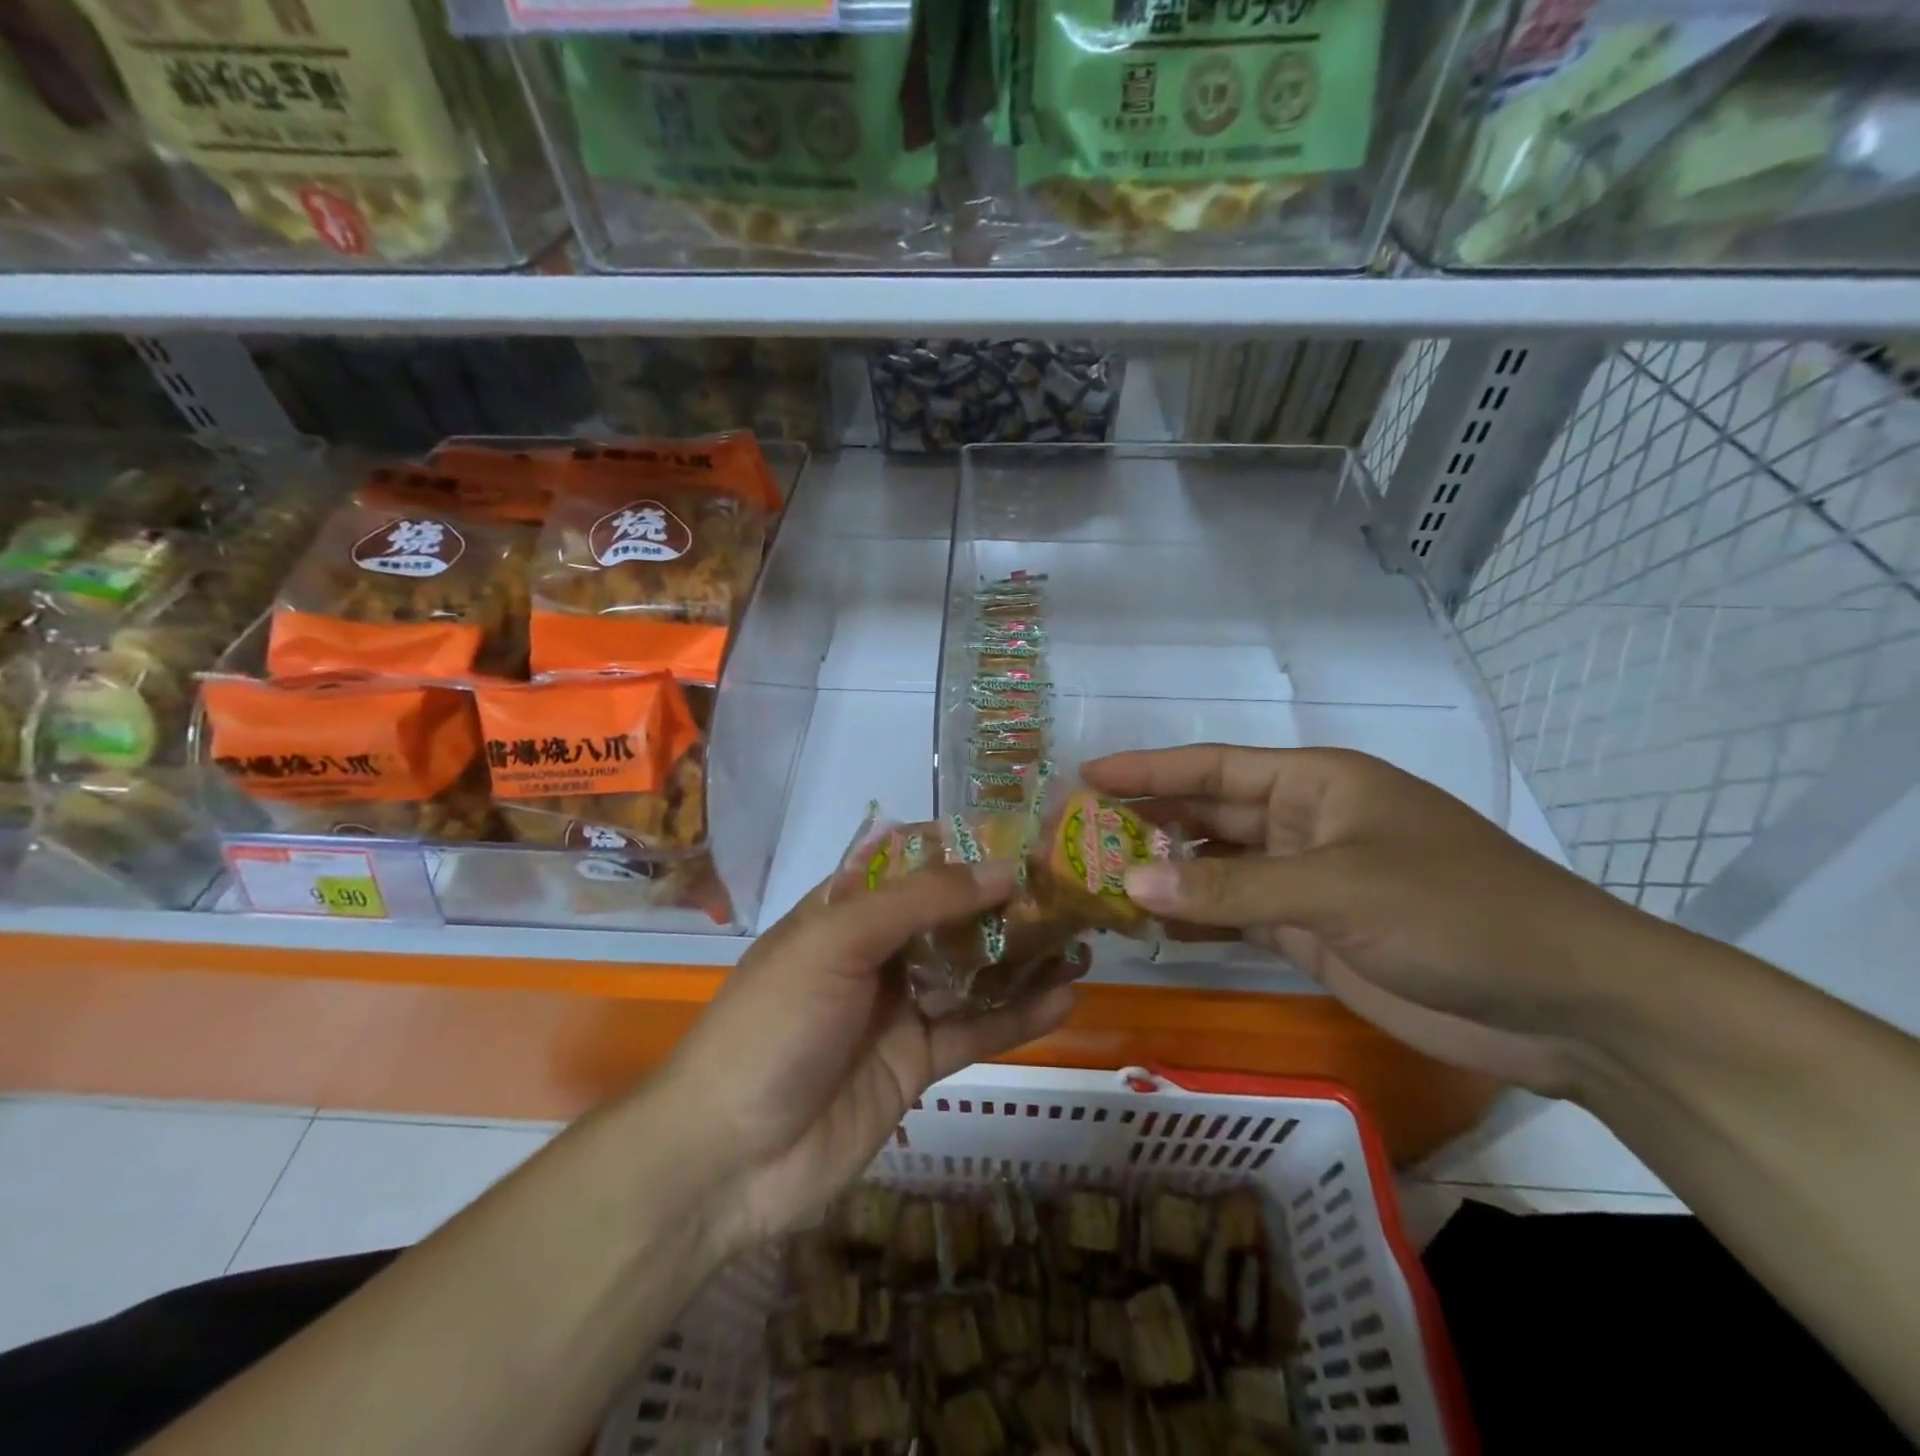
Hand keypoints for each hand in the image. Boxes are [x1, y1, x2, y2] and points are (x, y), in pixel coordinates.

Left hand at [658, 862, 1081, 1253]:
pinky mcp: (916, 1062)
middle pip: (951, 917)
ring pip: (971, 972)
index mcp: (845, 910)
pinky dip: (1019, 1015)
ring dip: (1022, 957)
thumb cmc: (775, 1024)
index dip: (966, 849)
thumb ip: (921, 901)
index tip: (1025, 837)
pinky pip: (976, 1030)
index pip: (914, 863)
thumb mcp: (838, 942)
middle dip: (1005, 903)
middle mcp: (875, 952)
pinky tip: (1067, 997)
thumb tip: (1003, 867)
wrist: (729, 1158)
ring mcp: (897, 1008)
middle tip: (1069, 890)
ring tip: (1082, 937)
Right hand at [1084, 745, 1655, 1095]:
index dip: (1147, 769)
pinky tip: (1148, 924)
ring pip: (1214, 868)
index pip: (1211, 767)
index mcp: (1313, 784)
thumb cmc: (1453, 911)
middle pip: (1205, 815)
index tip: (1085, 776)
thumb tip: (1130, 879)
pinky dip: (1194, 919)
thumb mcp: (1335, 888)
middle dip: (1144, 824)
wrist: (1563, 1003)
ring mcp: (1305, 881)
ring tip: (1096, 882)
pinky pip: (1235, 916)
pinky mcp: (1310, 933)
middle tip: (1075, 838)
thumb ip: (1228, 886)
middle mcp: (1302, 823)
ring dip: (1163, 874)